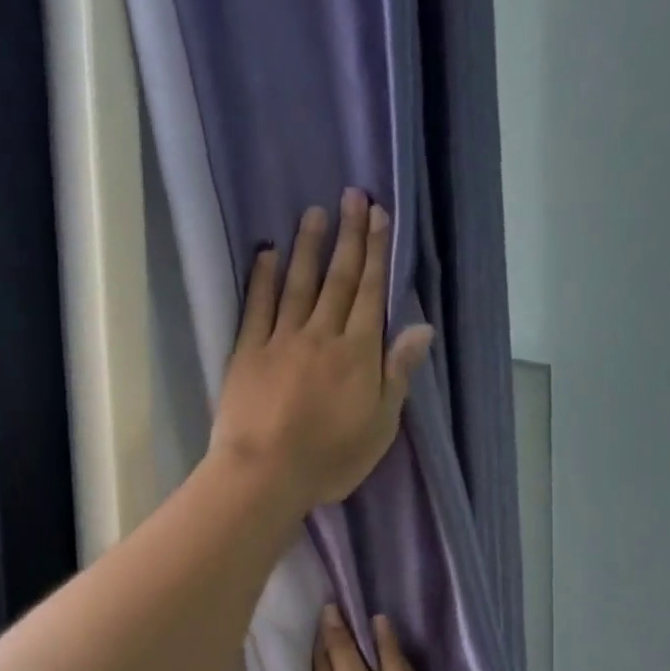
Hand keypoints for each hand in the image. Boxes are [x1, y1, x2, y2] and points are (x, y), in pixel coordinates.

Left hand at [211, 189, 433, 511]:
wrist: (265, 473)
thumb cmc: (329, 458)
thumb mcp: (380, 425)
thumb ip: (398, 373)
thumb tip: (422, 328)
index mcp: (358, 353)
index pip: (371, 293)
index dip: (377, 252)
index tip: (379, 215)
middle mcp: (322, 335)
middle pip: (338, 279)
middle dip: (348, 236)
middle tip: (351, 196)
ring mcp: (281, 340)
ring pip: (298, 284)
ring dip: (308, 247)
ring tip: (314, 213)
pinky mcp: (247, 352)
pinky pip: (257, 306)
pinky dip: (262, 278)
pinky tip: (266, 253)